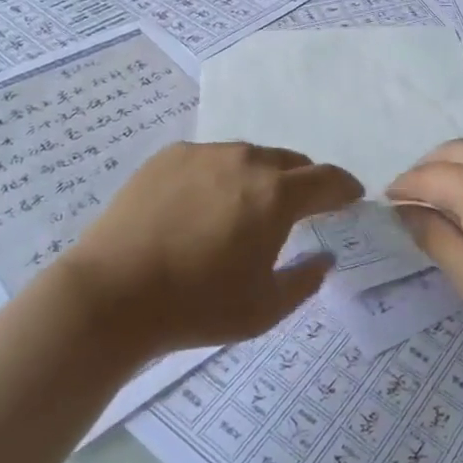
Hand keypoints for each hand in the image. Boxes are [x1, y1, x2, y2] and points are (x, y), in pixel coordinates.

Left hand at [55, 142, 361, 357]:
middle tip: (299, 208)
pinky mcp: (169, 156)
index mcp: (276, 195)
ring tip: (245, 208)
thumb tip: (325, 257)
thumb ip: (305, 280)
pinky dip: (220, 176)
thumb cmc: (196, 306)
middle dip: (302, 182)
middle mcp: (246, 160)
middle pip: (289, 162)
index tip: (351, 196)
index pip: (326, 179)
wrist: (111, 295)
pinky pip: (210, 160)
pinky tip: (202, 205)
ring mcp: (205, 153)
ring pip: (248, 157)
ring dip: (259, 177)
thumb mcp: (263, 309)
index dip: (344, 187)